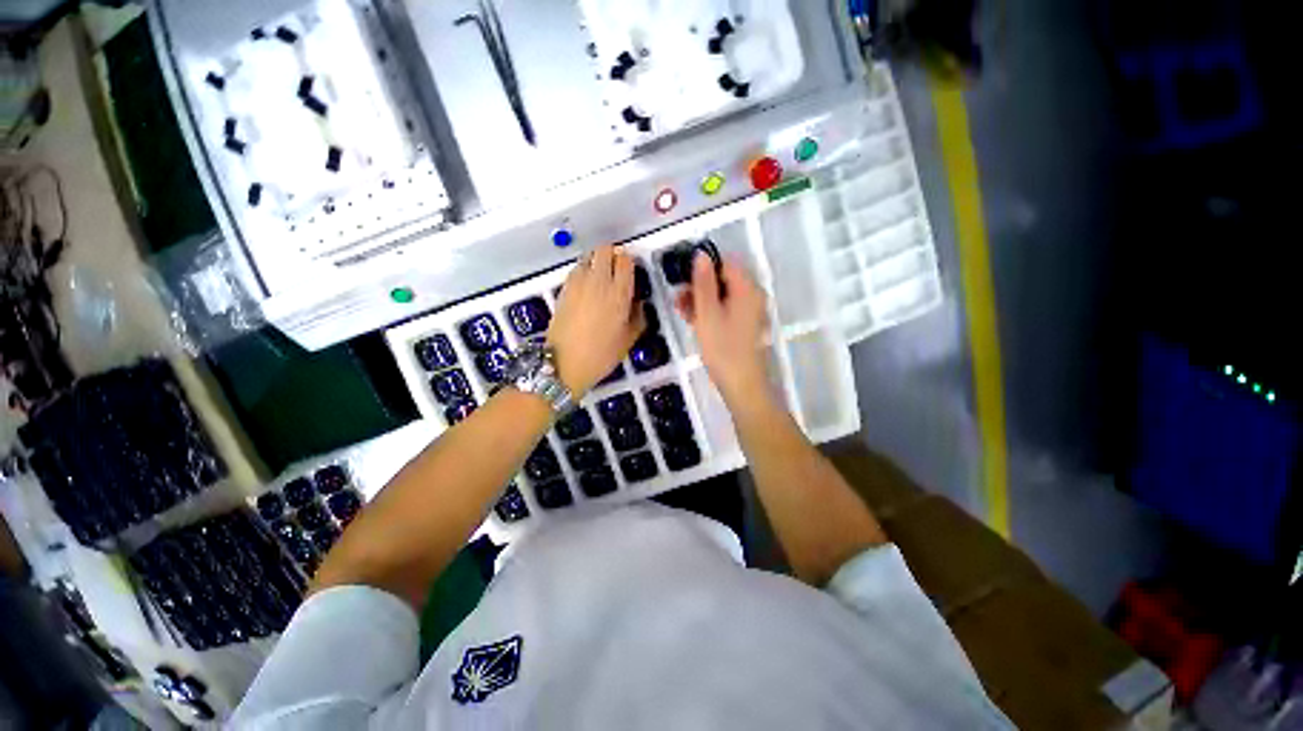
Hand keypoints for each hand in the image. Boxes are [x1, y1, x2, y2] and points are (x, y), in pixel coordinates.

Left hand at [547, 245, 644, 397]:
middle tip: (617, 271)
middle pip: (604, 249)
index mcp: (618, 293)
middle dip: (613, 255)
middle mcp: (597, 281)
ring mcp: (577, 283)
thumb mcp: (628, 340)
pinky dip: (584, 272)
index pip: (625, 260)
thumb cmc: (601, 355)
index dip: (630, 262)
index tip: (632, 272)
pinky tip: (587, 290)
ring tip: (601, 280)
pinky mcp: (563, 289)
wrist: (564, 364)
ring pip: (589, 256)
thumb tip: (638, 303)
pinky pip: (577, 270)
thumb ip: (638, 317)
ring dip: (597, 262)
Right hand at [675, 253, 771, 405]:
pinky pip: (726, 310)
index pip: (725, 263)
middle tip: (678, 298)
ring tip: (681, 310)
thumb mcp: (707, 313)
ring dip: (701, 299)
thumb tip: (701, 255)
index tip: (682, 279)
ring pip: (723, 296)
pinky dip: (710, 311)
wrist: (742, 385)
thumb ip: (703, 283)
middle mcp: (753, 296)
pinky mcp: (745, 326)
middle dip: (699, 285)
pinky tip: (693, 319)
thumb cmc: (723, 348)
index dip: (703, 267)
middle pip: (724, 279)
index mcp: (747, 289)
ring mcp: (750, 312)